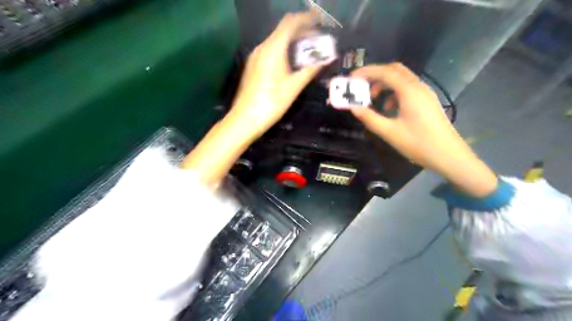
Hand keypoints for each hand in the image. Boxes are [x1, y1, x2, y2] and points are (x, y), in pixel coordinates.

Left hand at [183, 13, 325, 186]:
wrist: (245, 119)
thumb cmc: (271, 103)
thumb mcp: (294, 87)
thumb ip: (311, 70)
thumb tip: (327, 59)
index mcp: (273, 49)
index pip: (290, 23)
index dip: (307, 19)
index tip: (320, 23)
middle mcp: (262, 47)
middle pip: (283, 30)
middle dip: (302, 31)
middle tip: (318, 39)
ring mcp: (256, 56)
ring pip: (277, 40)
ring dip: (293, 41)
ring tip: (308, 51)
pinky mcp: (254, 66)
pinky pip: (271, 50)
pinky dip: (284, 50)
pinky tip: (292, 62)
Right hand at [349, 62, 496, 196]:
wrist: (448, 155)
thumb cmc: (418, 144)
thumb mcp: (390, 132)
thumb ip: (370, 118)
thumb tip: (353, 108)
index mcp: (409, 91)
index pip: (385, 72)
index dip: (366, 72)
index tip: (351, 78)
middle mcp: (418, 87)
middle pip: (394, 70)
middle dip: (375, 75)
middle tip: (360, 86)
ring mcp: (424, 93)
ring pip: (401, 79)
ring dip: (384, 85)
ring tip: (372, 100)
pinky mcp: (426, 101)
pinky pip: (407, 89)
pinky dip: (393, 93)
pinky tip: (388, 109)